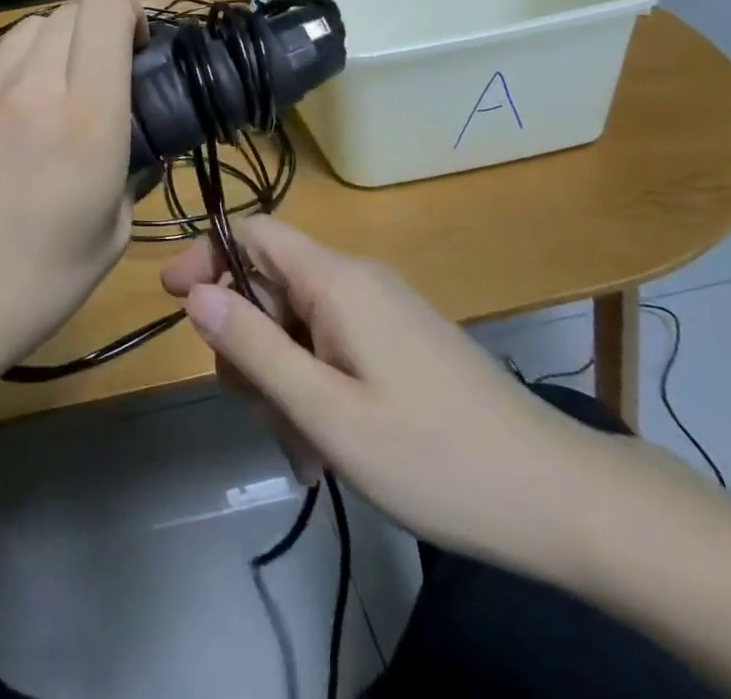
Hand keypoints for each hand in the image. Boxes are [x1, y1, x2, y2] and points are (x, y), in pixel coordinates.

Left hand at [0, 0, 146, 368]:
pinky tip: (2, 101)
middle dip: (95, 34)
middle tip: (96, 80)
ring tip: (47, 92)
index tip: (136, 50)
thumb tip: (127, 138)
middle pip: (71, 12)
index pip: (106, 10)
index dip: (129, 15)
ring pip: (28, 27)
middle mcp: (33, 85)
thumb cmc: (34, 282)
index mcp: (87, 118)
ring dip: (51, 48)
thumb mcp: (112, 233)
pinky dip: (5, 62)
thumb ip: (128, 167)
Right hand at [162, 217, 601, 578]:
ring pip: (298, 323)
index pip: (254, 233)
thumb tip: (195, 294)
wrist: (557, 498)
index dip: (207, 255)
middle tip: (252, 408)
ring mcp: (381, 312)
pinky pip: (331, 347)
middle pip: (271, 283)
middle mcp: (357, 281)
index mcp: (337, 280)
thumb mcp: (327, 413)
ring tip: (300, 446)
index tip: (172, 299)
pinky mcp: (398, 343)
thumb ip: (255, 348)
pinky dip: (313, 387)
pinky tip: (325, 447)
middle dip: (247, 340)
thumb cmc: (433, 457)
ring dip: (280, 376)